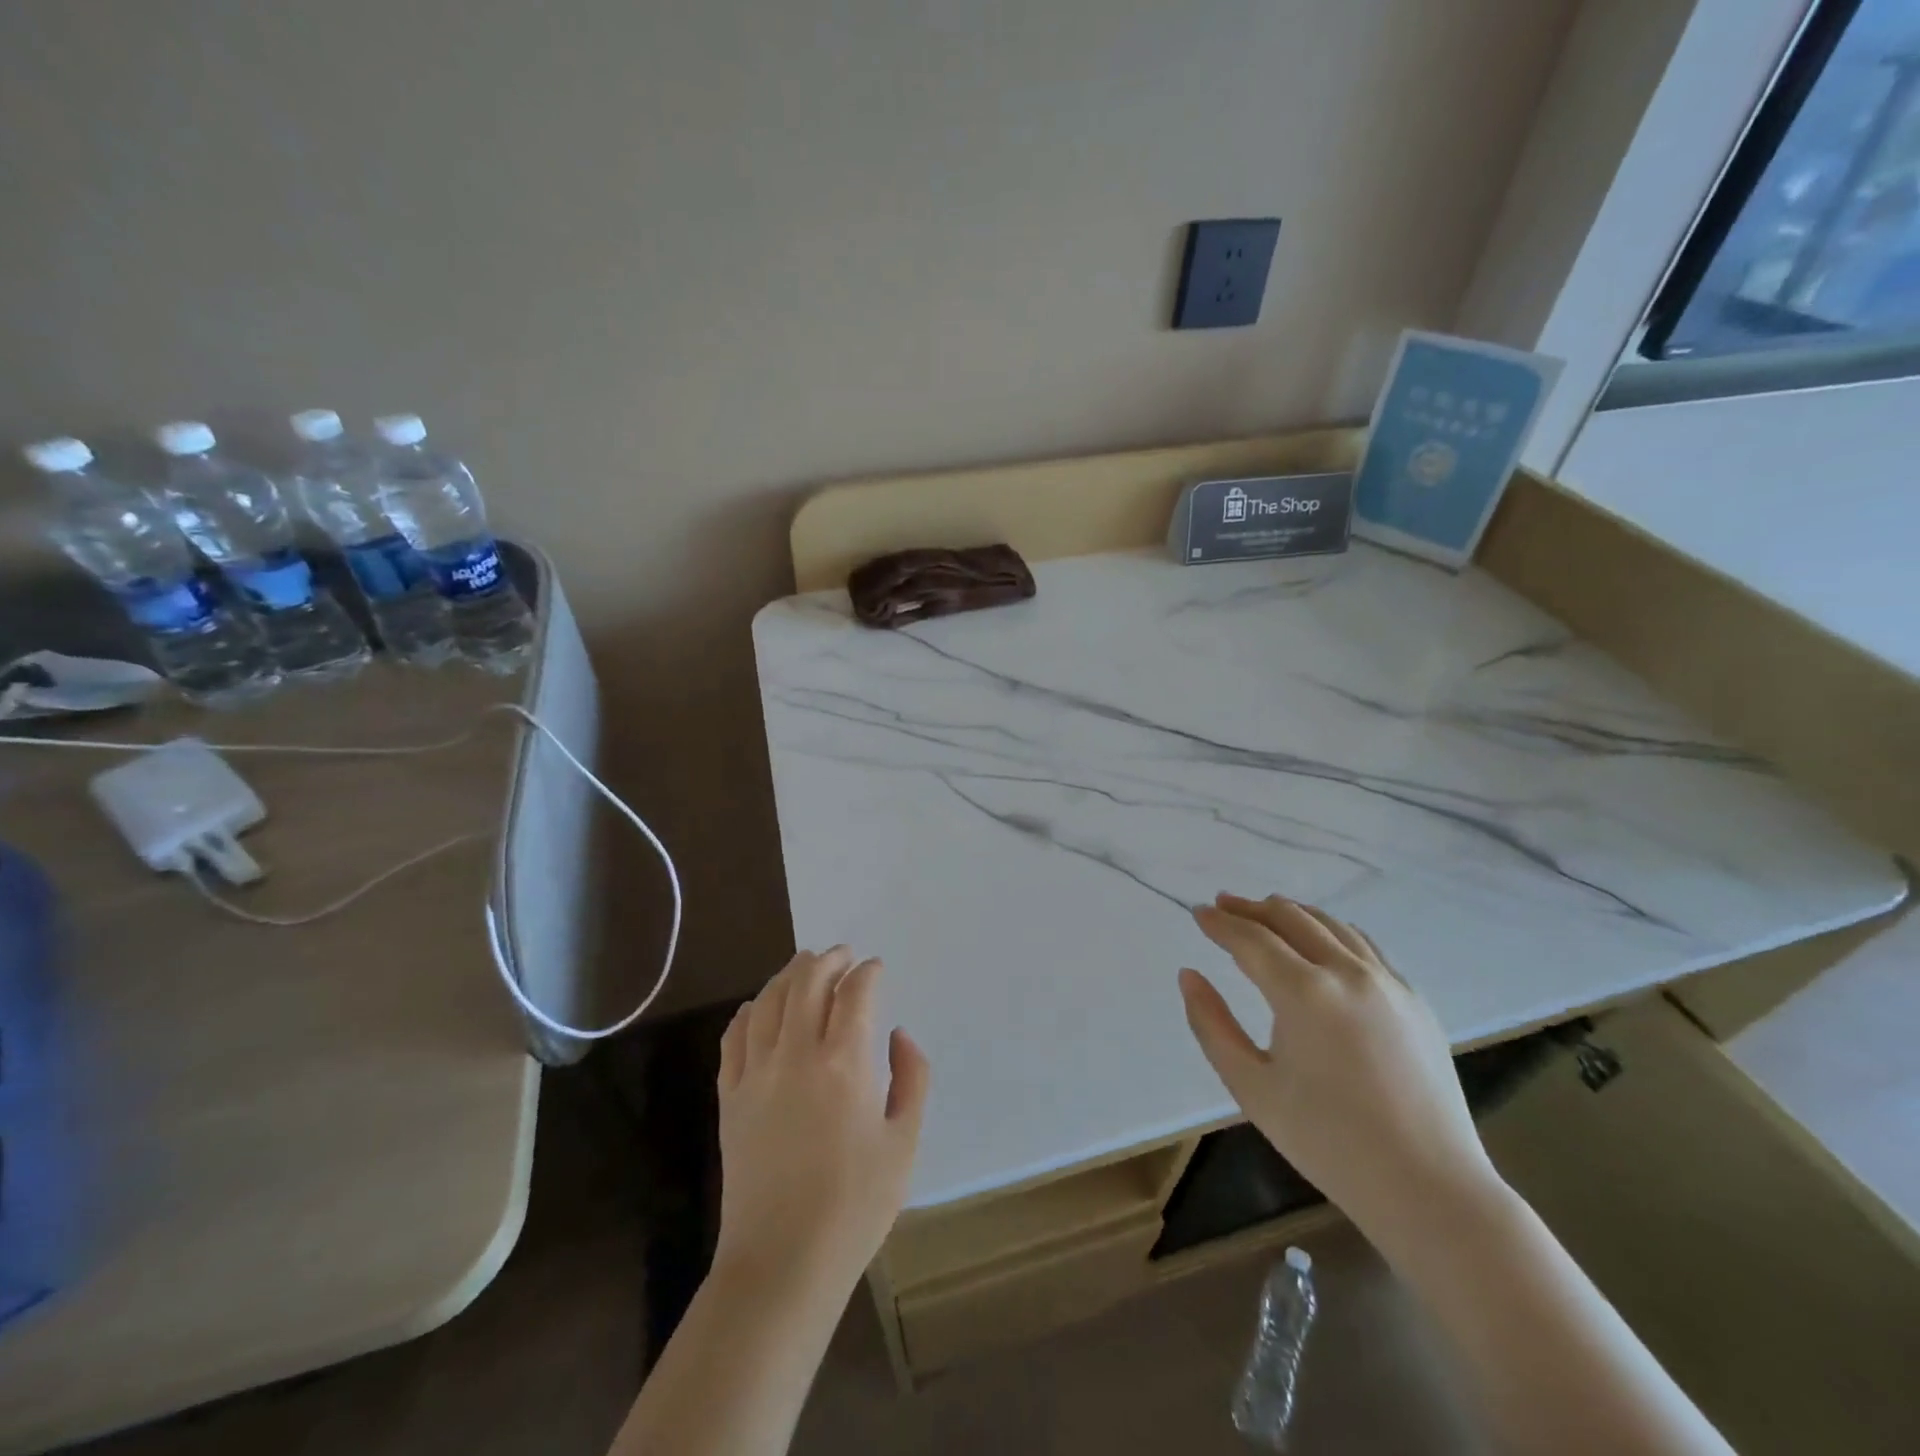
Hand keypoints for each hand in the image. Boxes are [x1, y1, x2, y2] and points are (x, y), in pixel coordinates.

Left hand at [714, 947, 929, 1302]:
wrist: (781, 1263)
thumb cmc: (854, 1206)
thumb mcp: (904, 1143)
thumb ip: (912, 1078)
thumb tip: (898, 1035)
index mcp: (844, 1064)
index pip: (854, 993)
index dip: (867, 972)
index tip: (876, 967)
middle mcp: (796, 1054)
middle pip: (807, 983)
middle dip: (828, 960)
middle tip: (843, 955)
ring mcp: (756, 1074)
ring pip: (769, 1001)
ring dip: (789, 974)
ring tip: (805, 964)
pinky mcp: (730, 1096)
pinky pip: (735, 1036)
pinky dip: (749, 1010)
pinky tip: (759, 1006)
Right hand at [1178, 893, 1497, 1238]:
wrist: (1429, 1189)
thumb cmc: (1328, 1142)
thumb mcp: (1252, 1087)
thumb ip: (1212, 1025)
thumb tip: (1189, 975)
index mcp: (1304, 992)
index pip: (1251, 939)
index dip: (1220, 923)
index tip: (1198, 912)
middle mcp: (1348, 972)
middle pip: (1291, 918)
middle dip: (1251, 908)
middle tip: (1223, 905)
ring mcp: (1388, 982)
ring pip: (1332, 924)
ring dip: (1292, 913)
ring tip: (1266, 913)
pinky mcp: (1415, 1000)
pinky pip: (1365, 946)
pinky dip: (1332, 931)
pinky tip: (1322, 942)